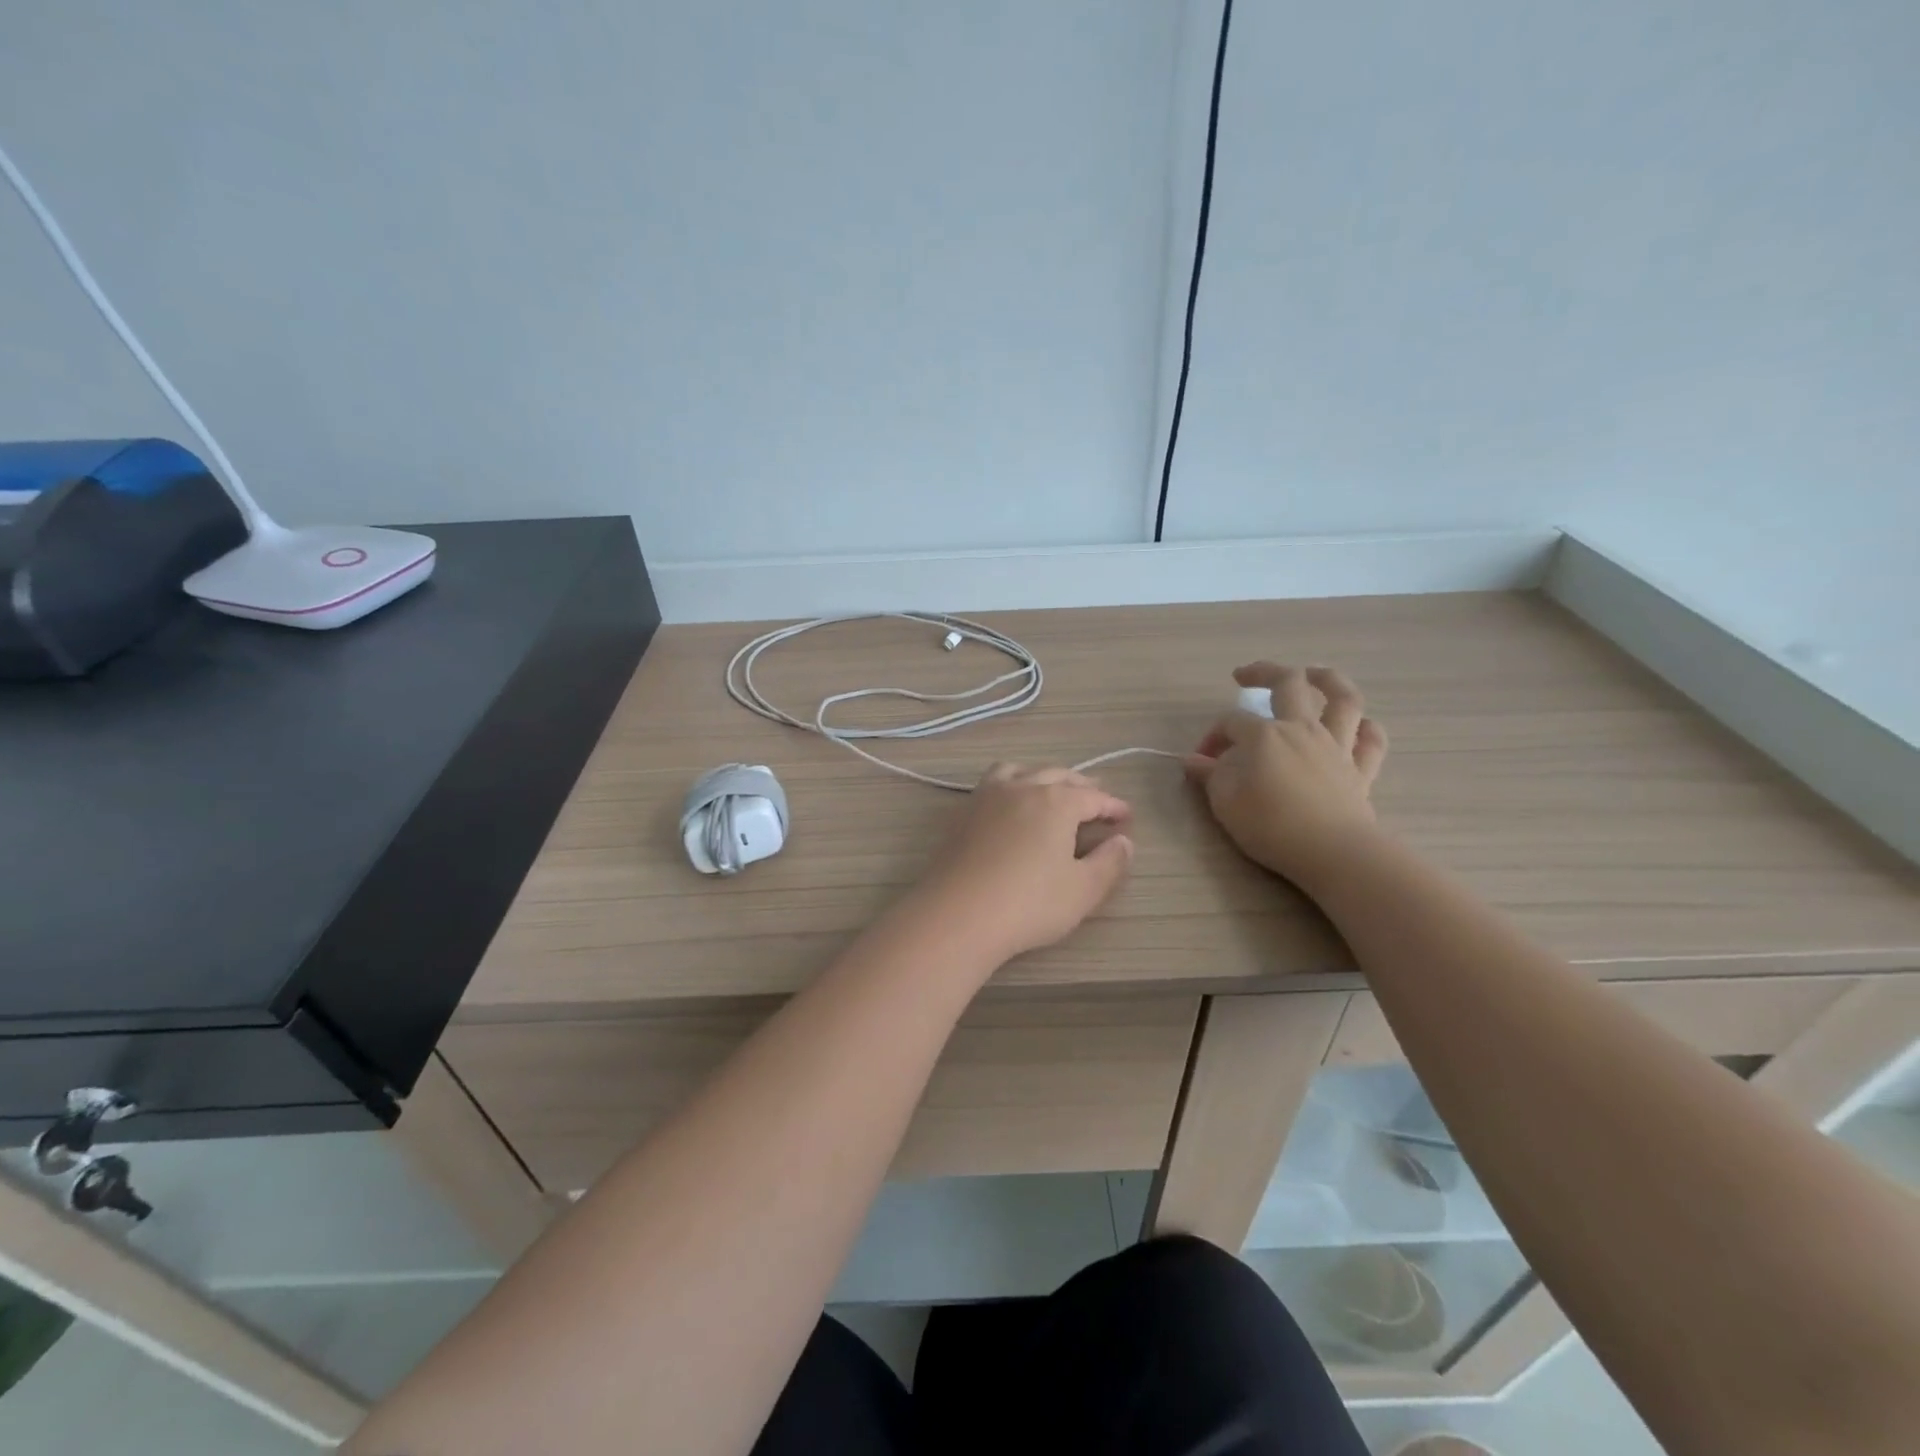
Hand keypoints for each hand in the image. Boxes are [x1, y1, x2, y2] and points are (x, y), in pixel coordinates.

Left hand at [913, 764, 1134, 963]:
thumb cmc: (1029, 903)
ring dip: (1042, 776)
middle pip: (1057, 776)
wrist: (958, 914)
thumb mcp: (1083, 890)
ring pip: (1020, 771)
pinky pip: (993, 784)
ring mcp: (988, 796)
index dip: (1112, 806)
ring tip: (1051, 791)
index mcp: (1056, 802)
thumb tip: (1124, 841)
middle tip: (1095, 799)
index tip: (1126, 816)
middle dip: (1081, 786)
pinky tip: (1011, 806)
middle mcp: (1022, 788)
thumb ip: (1109, 863)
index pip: (1092, 797)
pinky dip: (1012, 784)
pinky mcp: (963, 813)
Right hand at [1185, 664, 1388, 884]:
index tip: (1202, 762)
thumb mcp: (1225, 803)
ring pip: (1343, 699)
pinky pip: (1371, 741)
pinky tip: (1358, 726)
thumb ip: (1211, 776)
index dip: (1213, 736)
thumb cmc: (1271, 826)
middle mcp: (1302, 729)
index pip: (1231, 722)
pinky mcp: (1362, 771)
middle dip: (1263, 672)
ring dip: (1328, 680)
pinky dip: (1367, 728)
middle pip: (1288, 684)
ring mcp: (1337, 747)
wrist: (1333, 853)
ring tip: (1313, 674)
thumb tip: (1194, 761)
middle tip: (1244, 675)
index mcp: (1265, 735)